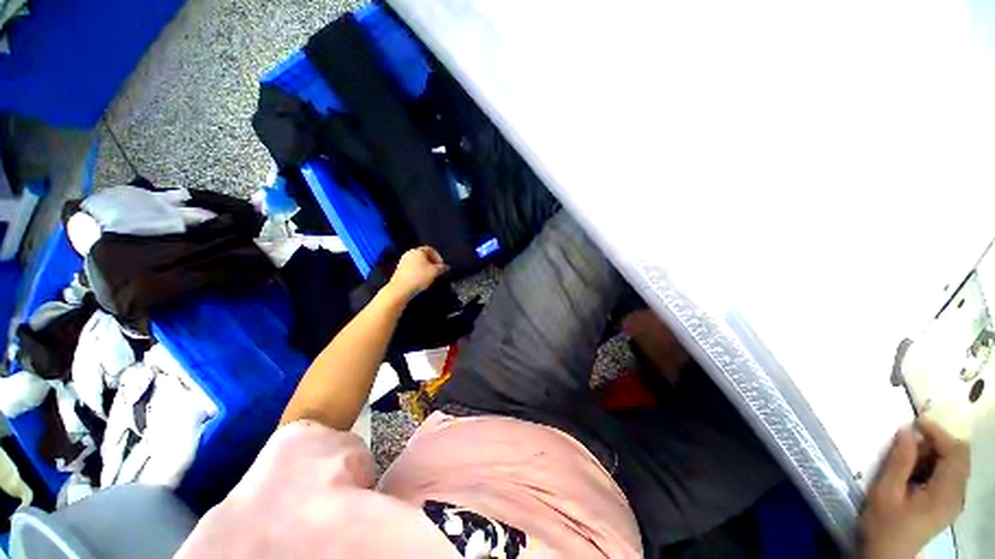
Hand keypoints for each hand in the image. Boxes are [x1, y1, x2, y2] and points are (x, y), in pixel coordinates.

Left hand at [388, 247, 448, 299]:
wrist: (401, 289)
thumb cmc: (419, 277)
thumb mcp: (435, 272)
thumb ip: (442, 268)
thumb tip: (446, 267)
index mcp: (418, 250)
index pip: (431, 250)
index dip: (439, 257)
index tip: (442, 266)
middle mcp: (410, 253)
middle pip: (424, 256)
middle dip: (432, 263)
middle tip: (437, 271)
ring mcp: (403, 261)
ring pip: (418, 262)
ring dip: (425, 268)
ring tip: (430, 277)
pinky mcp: (400, 270)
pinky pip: (412, 268)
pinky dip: (418, 272)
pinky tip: (421, 280)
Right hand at [859, 418, 969, 558]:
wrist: (886, 555)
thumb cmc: (884, 524)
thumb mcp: (885, 492)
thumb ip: (900, 462)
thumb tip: (907, 431)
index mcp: (945, 494)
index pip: (955, 454)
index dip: (939, 433)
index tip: (917, 421)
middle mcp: (957, 495)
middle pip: (960, 457)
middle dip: (939, 441)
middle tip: (911, 437)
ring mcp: (954, 500)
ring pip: (956, 464)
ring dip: (936, 452)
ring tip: (910, 451)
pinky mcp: (947, 503)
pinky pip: (949, 474)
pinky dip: (935, 463)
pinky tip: (916, 468)